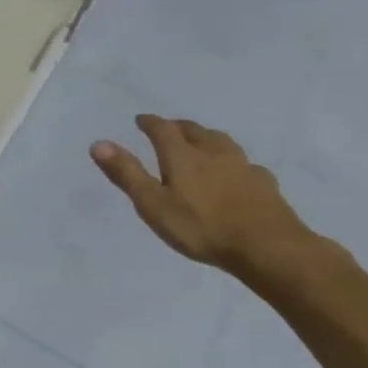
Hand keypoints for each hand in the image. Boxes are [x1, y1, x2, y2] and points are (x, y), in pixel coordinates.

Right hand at [89, 114, 319, 280]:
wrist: (269, 248)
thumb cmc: (202, 227)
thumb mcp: (153, 204)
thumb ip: (127, 174)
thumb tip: (98, 143)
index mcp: (182, 156)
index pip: (163, 129)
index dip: (150, 122)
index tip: (140, 119)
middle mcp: (213, 153)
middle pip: (194, 130)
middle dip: (178, 126)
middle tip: (168, 127)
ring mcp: (243, 167)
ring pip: (222, 142)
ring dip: (207, 137)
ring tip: (201, 141)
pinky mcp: (264, 184)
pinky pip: (246, 164)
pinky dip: (234, 162)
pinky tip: (237, 172)